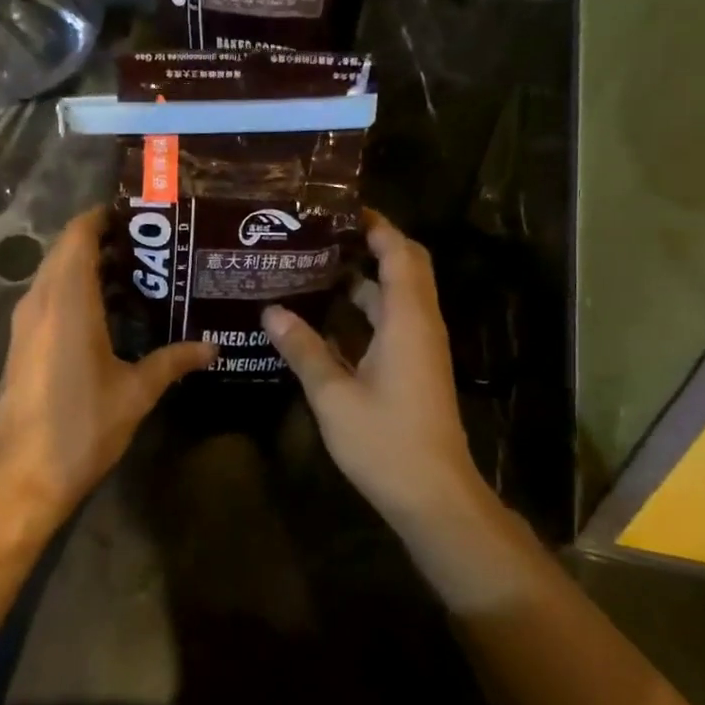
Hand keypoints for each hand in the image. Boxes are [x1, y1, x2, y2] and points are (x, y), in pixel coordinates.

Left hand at [0, 208, 212, 517]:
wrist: (21, 475)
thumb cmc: (81, 426)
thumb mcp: (135, 392)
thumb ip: (173, 362)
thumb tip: (212, 348)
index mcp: (67, 300)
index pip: (78, 234)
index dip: (103, 217)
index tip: (139, 216)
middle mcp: (40, 301)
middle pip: (66, 251)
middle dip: (103, 241)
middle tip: (150, 247)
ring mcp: (25, 323)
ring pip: (54, 275)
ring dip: (88, 268)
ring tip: (138, 276)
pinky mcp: (21, 345)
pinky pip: (48, 299)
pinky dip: (75, 292)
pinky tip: (109, 314)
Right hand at [261, 213, 490, 531]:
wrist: (434, 495)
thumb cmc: (386, 442)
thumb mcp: (334, 395)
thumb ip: (304, 349)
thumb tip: (271, 311)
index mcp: (407, 321)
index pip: (399, 253)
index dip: (376, 225)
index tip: (339, 208)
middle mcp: (419, 325)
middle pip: (404, 267)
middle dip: (369, 245)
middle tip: (321, 235)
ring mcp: (419, 348)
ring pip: (395, 296)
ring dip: (362, 279)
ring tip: (312, 268)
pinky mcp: (414, 368)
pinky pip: (391, 323)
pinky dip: (363, 311)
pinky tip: (323, 318)